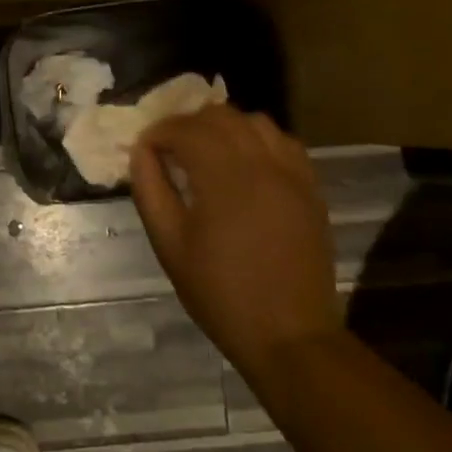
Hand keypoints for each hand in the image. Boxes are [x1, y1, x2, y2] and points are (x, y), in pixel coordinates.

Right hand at [130, 105, 340, 384]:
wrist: (289, 335)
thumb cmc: (220, 292)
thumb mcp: (169, 244)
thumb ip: (150, 189)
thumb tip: (141, 152)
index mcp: (224, 178)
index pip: (185, 129)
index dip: (158, 133)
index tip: (143, 151)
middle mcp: (262, 164)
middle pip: (220, 115)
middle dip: (188, 124)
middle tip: (169, 149)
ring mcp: (292, 174)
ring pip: (255, 121)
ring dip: (223, 127)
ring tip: (205, 152)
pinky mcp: (310, 189)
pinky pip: (283, 142)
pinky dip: (257, 140)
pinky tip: (242, 164)